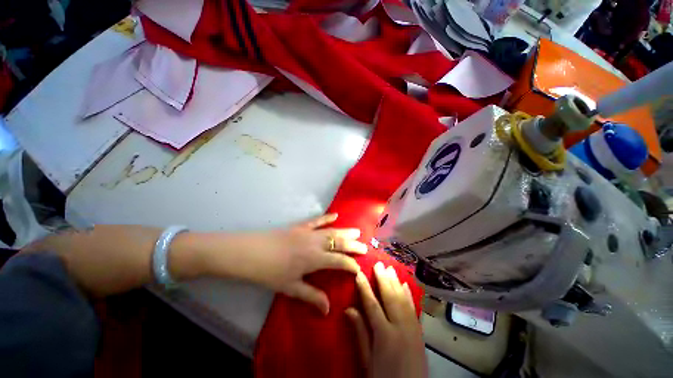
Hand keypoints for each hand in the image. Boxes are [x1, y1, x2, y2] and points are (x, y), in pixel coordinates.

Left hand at [230, 214, 367, 314]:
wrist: (251, 252)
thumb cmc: (270, 272)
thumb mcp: (291, 287)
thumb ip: (311, 296)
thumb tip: (328, 309)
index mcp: (315, 259)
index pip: (340, 261)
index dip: (351, 265)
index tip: (358, 269)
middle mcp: (316, 243)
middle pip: (339, 243)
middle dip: (353, 245)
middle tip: (365, 246)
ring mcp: (309, 232)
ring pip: (332, 231)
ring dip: (346, 231)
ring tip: (357, 231)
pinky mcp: (301, 226)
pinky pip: (317, 220)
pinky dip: (327, 217)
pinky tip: (336, 215)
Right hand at [346, 262, 426, 377]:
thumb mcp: (367, 362)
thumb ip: (360, 334)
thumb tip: (349, 309)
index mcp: (385, 335)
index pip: (372, 305)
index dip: (364, 288)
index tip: (359, 273)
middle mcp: (400, 327)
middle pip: (390, 297)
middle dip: (383, 279)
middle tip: (378, 264)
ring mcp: (412, 328)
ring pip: (402, 299)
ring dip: (395, 282)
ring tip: (390, 268)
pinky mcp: (419, 332)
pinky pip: (413, 308)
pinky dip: (408, 294)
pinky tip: (405, 285)